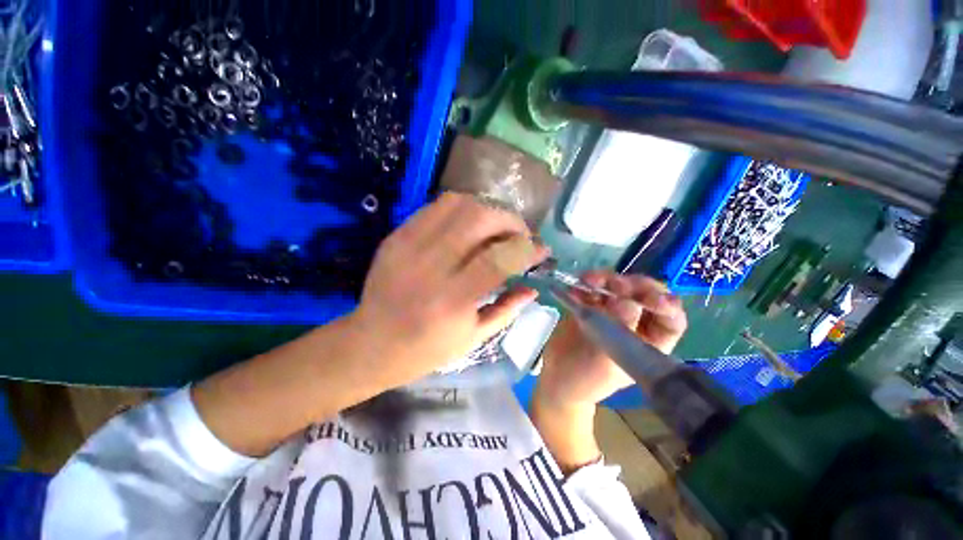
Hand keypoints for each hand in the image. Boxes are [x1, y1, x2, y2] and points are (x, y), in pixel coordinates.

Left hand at [350, 192, 547, 387]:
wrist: (370, 343)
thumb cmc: (426, 350)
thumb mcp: (473, 338)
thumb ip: (507, 309)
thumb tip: (534, 287)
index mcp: (452, 300)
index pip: (500, 258)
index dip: (528, 249)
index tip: (542, 250)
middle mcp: (430, 266)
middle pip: (480, 218)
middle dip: (510, 220)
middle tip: (519, 235)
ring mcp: (409, 246)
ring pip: (458, 204)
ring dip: (487, 210)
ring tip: (496, 228)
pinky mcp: (397, 236)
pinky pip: (436, 207)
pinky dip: (462, 210)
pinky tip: (469, 226)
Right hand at [535, 272, 686, 409]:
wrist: (556, 375)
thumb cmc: (587, 377)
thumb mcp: (608, 360)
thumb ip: (619, 330)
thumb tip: (627, 301)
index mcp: (652, 340)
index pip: (671, 318)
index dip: (666, 304)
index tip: (651, 300)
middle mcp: (636, 321)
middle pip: (644, 294)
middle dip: (632, 285)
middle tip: (614, 284)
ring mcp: (612, 309)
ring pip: (618, 285)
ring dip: (605, 279)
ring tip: (588, 280)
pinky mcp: (591, 303)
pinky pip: (593, 287)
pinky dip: (584, 283)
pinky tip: (575, 286)